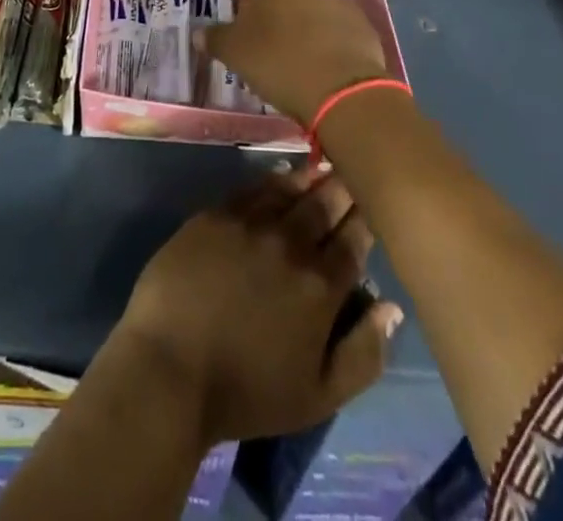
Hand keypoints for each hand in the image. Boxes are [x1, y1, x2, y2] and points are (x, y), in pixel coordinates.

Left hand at [114, 168, 401, 446]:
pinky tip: (281, 177)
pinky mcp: (216, 213)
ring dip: (312, 178)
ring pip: (291, 187)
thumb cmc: (247, 390)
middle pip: (326, 202)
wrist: (170, 366)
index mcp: (321, 286)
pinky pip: (253, 187)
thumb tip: (391, 306)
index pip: (355, 238)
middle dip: (344, 187)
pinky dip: (274, 179)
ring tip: (323, 167)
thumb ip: (364, 352)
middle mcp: (291, 242)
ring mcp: (250, 222)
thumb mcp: (319, 395)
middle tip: (354, 173)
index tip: (375, 205)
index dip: (367, 217)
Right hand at [200, 0, 392, 122]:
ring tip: (290, 35)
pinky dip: (321, 18)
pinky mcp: (355, 9)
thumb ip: (214, 38)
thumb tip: (200, 35)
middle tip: (261, 16)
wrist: (343, 87)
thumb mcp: (233, 54)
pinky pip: (331, 5)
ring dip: (296, 0)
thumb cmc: (277, 60)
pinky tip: (317, 49)